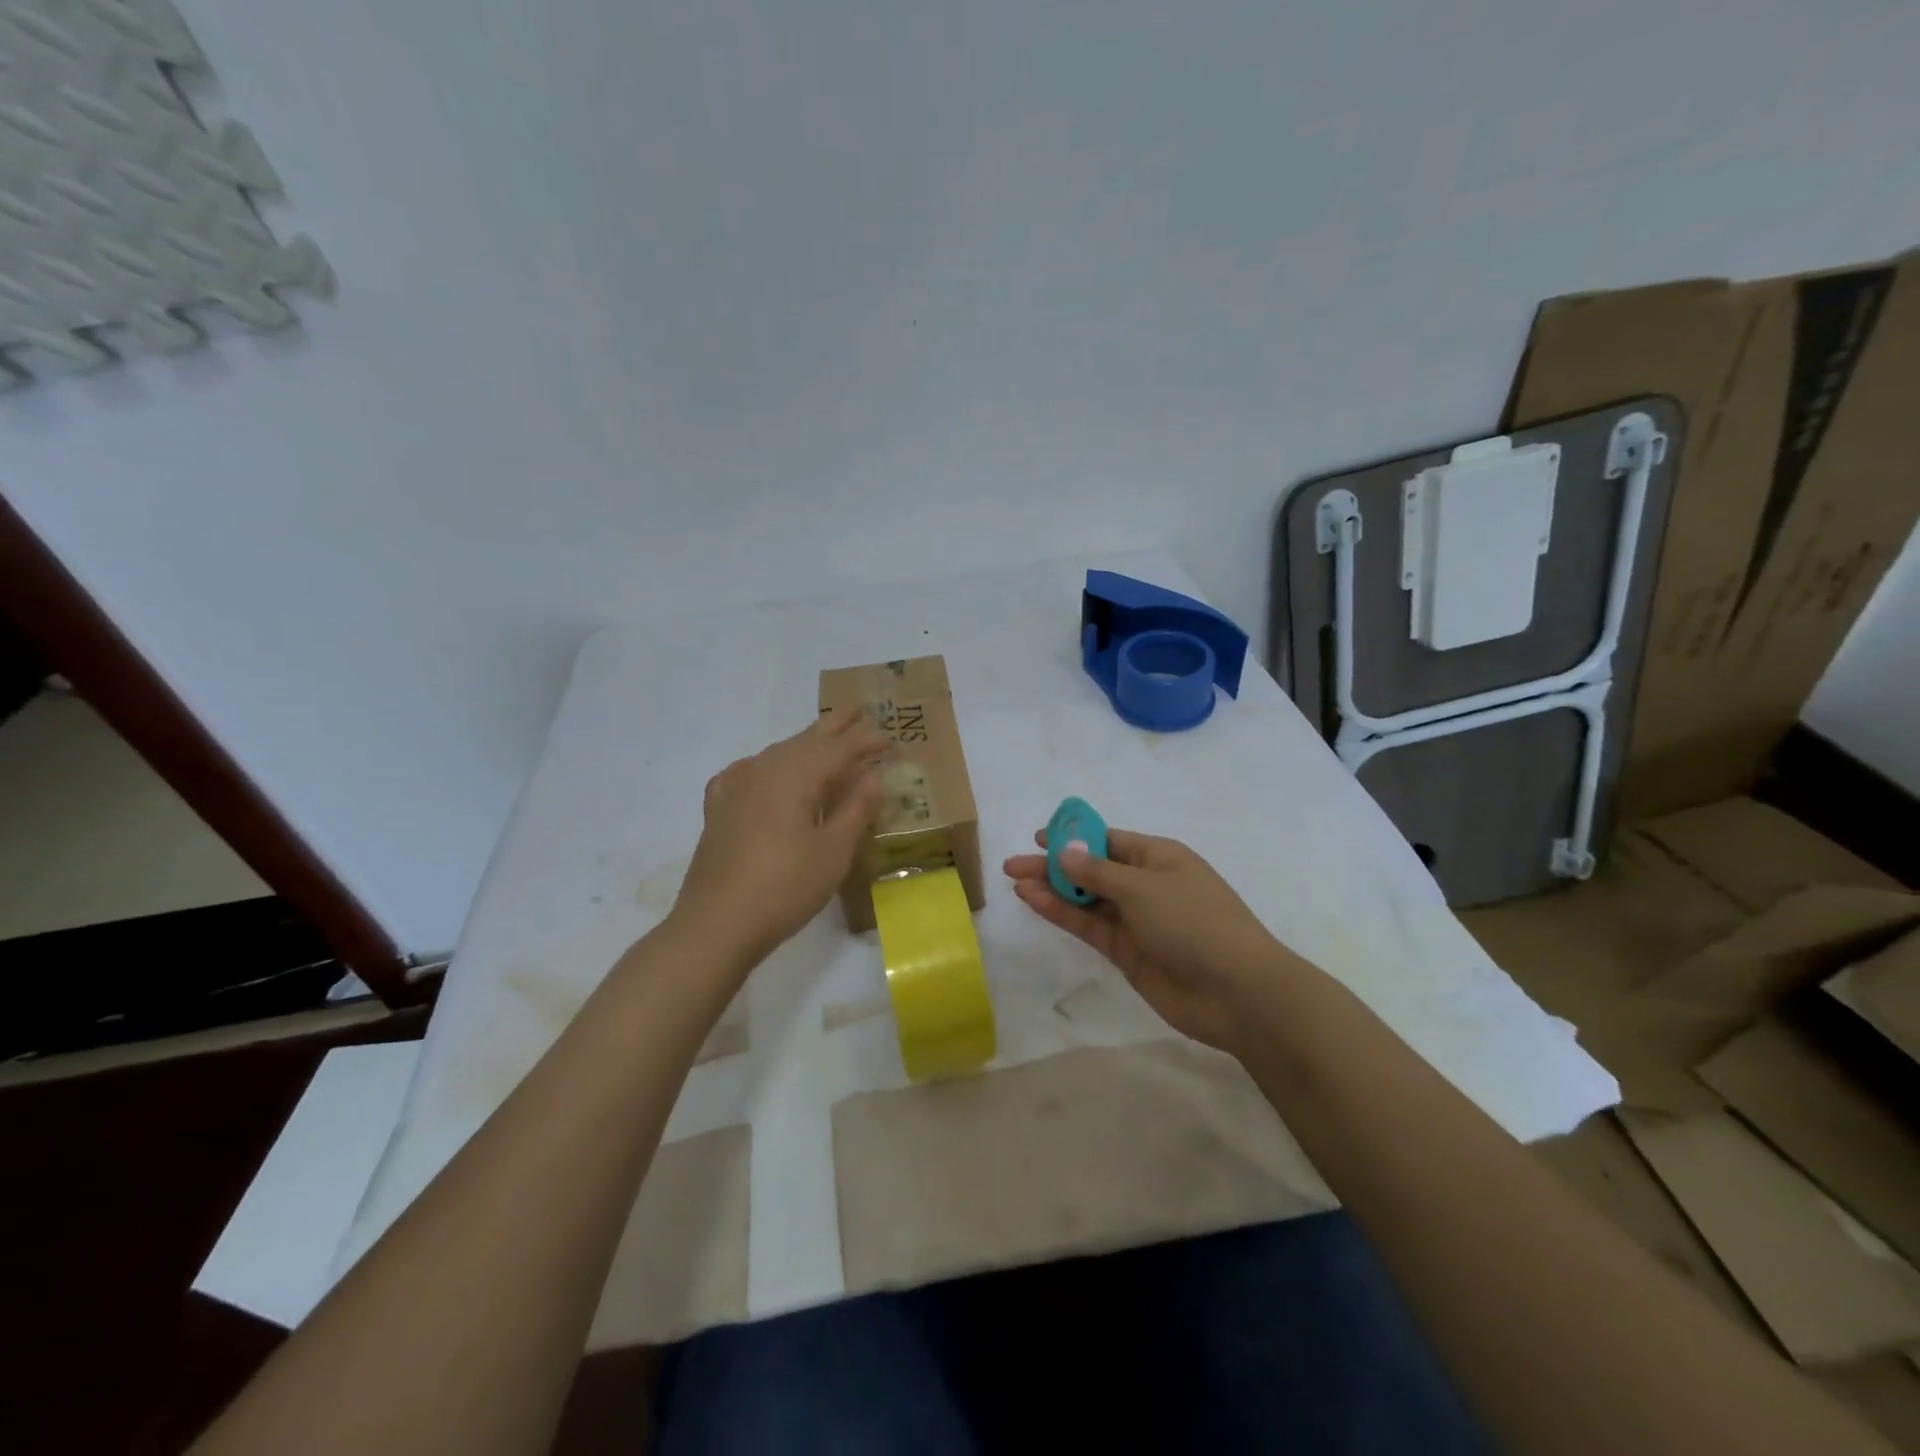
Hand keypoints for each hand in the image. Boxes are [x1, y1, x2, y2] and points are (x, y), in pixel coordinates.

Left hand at [672, 714, 889, 968]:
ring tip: (824, 740)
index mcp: (795, 775)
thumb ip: (855, 809)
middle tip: (858, 712)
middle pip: (805, 739)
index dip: (867, 741)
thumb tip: (872, 775)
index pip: (839, 749)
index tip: (891, 738)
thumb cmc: (785, 888)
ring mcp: (736, 787)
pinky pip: (748, 772)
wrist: (716, 924)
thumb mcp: (833, 851)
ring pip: (777, 753)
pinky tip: (765, 772)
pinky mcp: (719, 809)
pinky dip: (767, 766)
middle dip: (835, 726)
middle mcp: (764, 770)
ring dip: (804, 744)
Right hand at [1004, 828, 1299, 1053]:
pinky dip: (1064, 914)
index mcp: (1158, 857)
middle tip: (1013, 865)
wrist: (1236, 991)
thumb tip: (1065, 851)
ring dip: (1054, 891)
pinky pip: (1090, 926)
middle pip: (1092, 869)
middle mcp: (1145, 884)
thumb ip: (1097, 871)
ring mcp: (1137, 920)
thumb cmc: (1194, 922)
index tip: (1038, 838)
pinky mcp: (1128, 952)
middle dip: (1055, 866)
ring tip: (1016, 882)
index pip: (1108, 840)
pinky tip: (1036, 903)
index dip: (1073, 837)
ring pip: (1087, 899)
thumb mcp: (1142, 887)